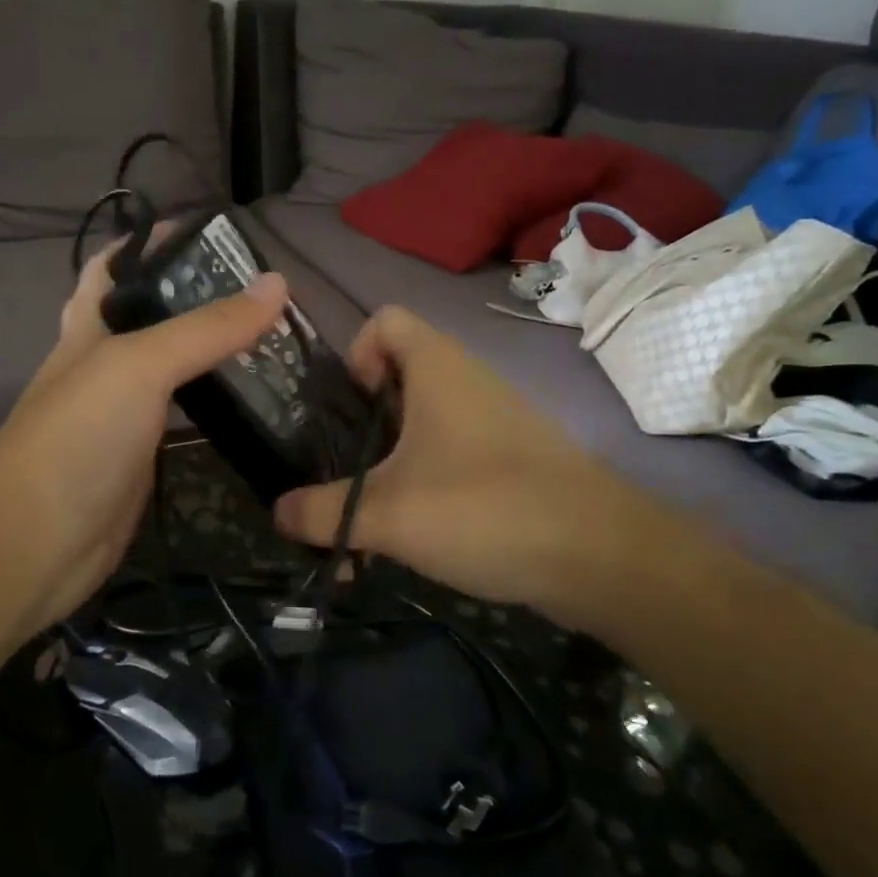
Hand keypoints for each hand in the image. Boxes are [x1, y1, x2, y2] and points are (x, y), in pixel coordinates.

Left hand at [0, 241, 289, 640]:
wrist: (34, 544)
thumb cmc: (77, 437)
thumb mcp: (140, 366)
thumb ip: (207, 327)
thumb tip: (277, 283)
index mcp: (89, 327)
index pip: (116, 266)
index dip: (154, 241)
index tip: (215, 233)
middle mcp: (105, 363)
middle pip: (152, 316)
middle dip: (199, 297)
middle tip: (265, 291)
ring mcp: (124, 415)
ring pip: (174, 369)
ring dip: (214, 352)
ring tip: (274, 336)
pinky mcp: (143, 457)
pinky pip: (184, 418)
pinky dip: (215, 405)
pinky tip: (253, 400)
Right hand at [273, 306, 699, 636]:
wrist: (601, 557)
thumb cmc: (484, 507)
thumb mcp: (387, 513)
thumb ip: (322, 512)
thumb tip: (276, 512)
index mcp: (437, 366)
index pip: (384, 319)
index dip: (354, 353)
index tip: (347, 410)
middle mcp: (466, 381)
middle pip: (396, 378)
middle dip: (360, 426)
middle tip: (343, 474)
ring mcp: (492, 423)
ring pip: (420, 427)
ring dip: (386, 469)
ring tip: (366, 525)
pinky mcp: (509, 462)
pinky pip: (449, 459)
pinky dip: (421, 489)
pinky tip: (409, 541)